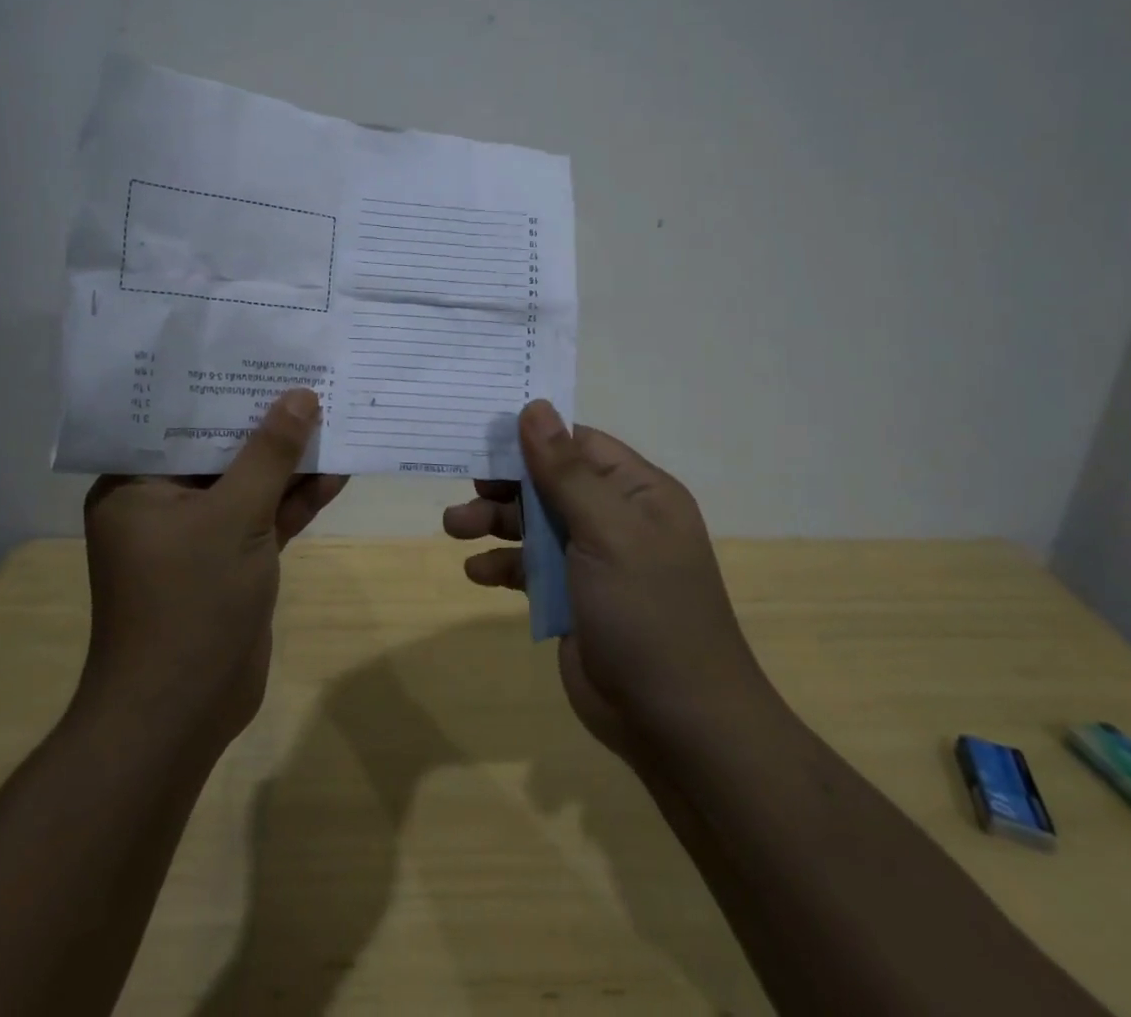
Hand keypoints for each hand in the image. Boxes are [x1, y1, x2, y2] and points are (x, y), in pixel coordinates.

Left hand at [78, 388, 345, 747]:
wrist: (183, 713)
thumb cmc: (189, 601)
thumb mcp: (234, 516)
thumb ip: (270, 455)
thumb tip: (301, 397)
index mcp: (137, 484)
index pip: (178, 420)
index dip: (222, 386)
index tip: (260, 354)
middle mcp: (163, 502)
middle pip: (220, 448)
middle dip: (266, 421)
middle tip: (306, 378)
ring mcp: (200, 534)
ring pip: (248, 483)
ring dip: (289, 461)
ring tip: (333, 415)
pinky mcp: (231, 560)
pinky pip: (265, 516)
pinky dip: (297, 499)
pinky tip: (337, 471)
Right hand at [442, 402, 763, 760]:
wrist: (676, 723)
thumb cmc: (647, 611)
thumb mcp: (607, 531)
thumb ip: (566, 470)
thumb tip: (535, 406)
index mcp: (637, 492)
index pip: (578, 444)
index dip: (533, 437)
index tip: (485, 434)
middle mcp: (615, 519)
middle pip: (549, 483)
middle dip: (506, 484)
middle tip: (468, 485)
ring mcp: (592, 561)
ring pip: (534, 524)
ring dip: (494, 522)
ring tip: (454, 527)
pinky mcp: (571, 598)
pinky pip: (529, 568)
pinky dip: (502, 565)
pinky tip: (477, 573)